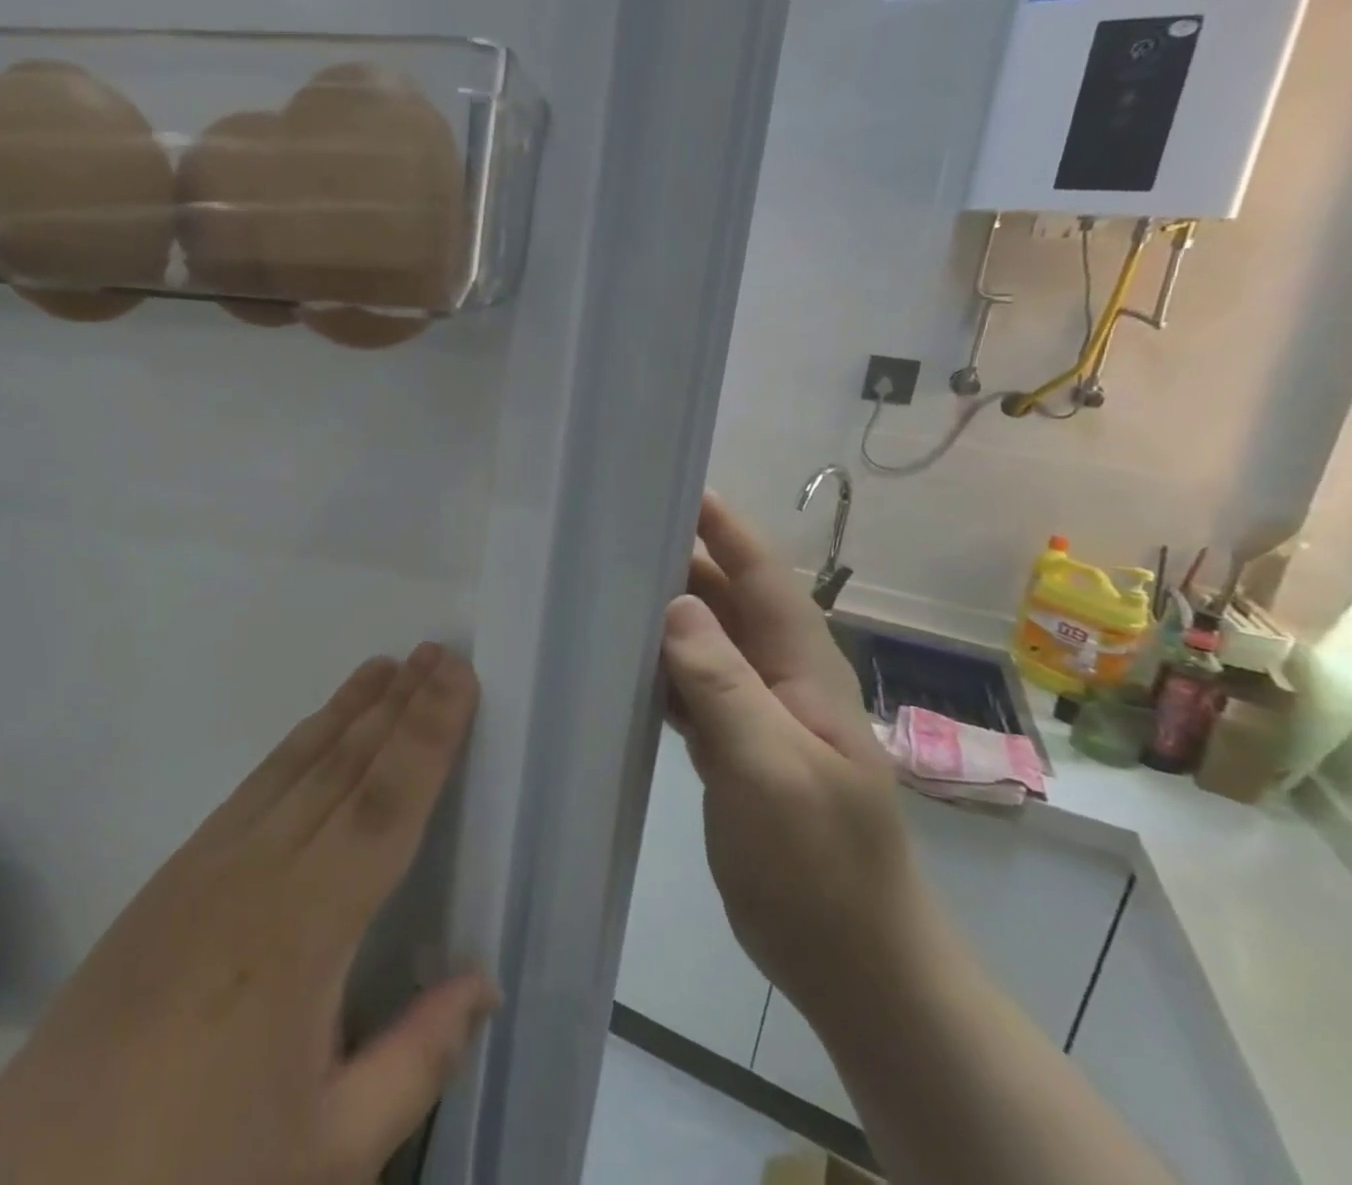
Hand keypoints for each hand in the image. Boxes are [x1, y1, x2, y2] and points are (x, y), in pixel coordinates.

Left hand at [0, 644, 496, 1184]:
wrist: (43, 1175)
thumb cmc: (197, 1171)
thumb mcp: (326, 1151)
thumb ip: (415, 1059)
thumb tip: (485, 981)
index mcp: (304, 930)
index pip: (385, 807)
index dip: (428, 737)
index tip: (457, 680)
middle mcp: (259, 870)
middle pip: (345, 767)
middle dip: (398, 705)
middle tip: (437, 652)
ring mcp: (211, 860)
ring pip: (297, 763)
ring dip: (348, 710)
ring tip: (388, 667)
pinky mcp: (179, 867)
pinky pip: (255, 784)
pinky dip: (297, 744)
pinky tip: (317, 731)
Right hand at [661, 494, 931, 1019]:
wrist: (852, 964)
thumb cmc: (820, 864)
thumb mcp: (770, 769)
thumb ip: (723, 684)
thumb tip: (674, 603)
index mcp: (804, 670)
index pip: (762, 578)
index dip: (725, 529)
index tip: (674, 488)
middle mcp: (781, 680)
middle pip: (726, 603)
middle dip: (680, 563)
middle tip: (612, 535)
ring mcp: (756, 716)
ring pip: (703, 645)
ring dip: (662, 615)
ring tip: (601, 587)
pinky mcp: (732, 749)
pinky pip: (689, 689)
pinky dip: (655, 669)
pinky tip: (615, 665)